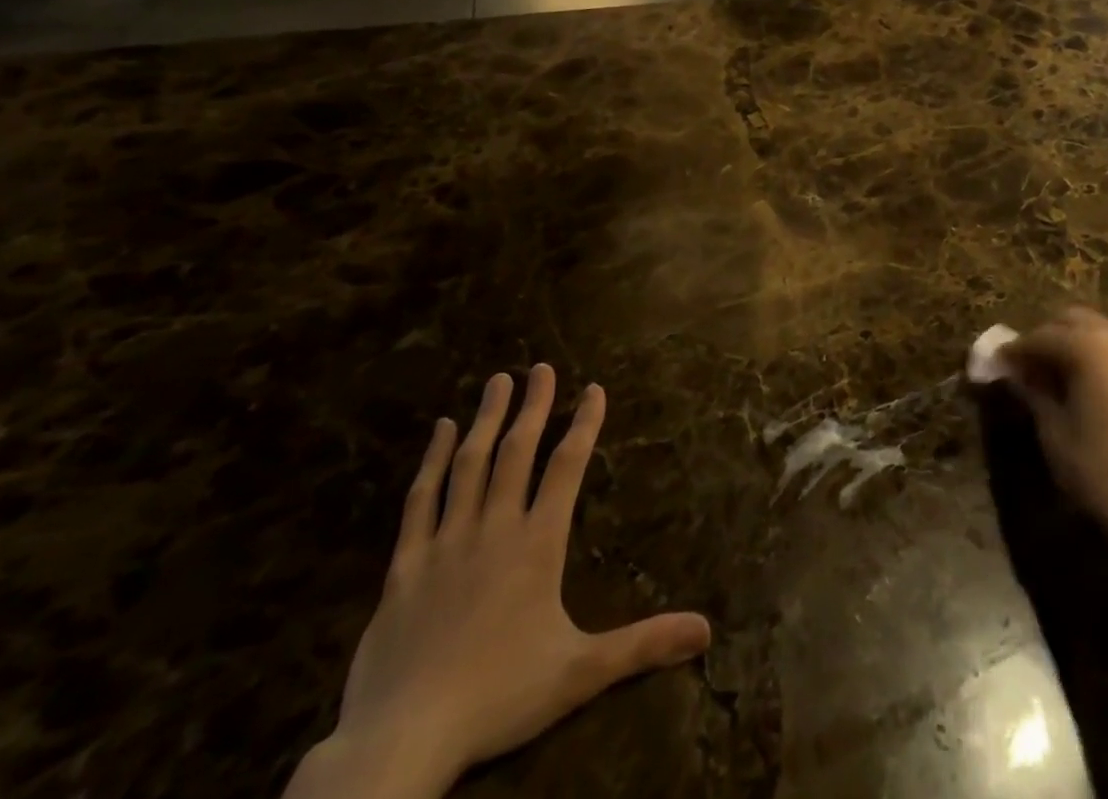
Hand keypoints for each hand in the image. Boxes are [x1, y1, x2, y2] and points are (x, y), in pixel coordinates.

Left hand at [316, 367, 710, 795]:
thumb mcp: (580, 672)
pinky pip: (421, 500)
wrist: (401, 740)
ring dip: (487, 419)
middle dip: (534, 406)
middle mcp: (494, 529)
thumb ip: (643, 643)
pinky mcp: (405, 566)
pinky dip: (433, 461)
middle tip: (542, 367)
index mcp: (538, 544)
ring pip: (470, 465)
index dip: (584, 424)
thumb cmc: (498, 698)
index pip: (567, 467)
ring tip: (498, 381)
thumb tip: (706, 629)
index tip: (594, 388)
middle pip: (517, 452)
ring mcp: (446, 543)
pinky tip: (442, 431)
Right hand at [1002, 307, 1107, 562]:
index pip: (1040, 337)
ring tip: (1056, 376)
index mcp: (1089, 345)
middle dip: (1045, 339)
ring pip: (1097, 330)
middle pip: (1071, 321)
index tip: (996, 364)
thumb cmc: (1101, 471)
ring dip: (1073, 343)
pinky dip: (1099, 354)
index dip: (1014, 351)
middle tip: (1026, 368)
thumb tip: (1013, 373)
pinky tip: (1088, 383)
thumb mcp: (1054, 432)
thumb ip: (1033, 392)